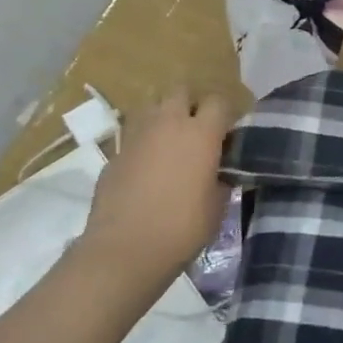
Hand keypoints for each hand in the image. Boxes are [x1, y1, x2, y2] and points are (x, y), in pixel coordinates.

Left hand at [78, 89, 233, 315]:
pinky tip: (146, 168)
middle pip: (180, 91)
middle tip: (197, 128)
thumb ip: (220, 180)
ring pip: (151, 106)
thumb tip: (219, 173)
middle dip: (190, 103)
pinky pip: (133, 136)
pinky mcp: (114, 154)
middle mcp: (168, 123)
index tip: (228, 131)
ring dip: (163, 117)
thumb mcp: (217, 206)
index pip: (219, 101)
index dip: (225, 113)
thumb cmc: (181, 229)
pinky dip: (142, 144)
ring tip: (169, 141)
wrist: (123, 251)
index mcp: (201, 133)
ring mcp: (136, 136)